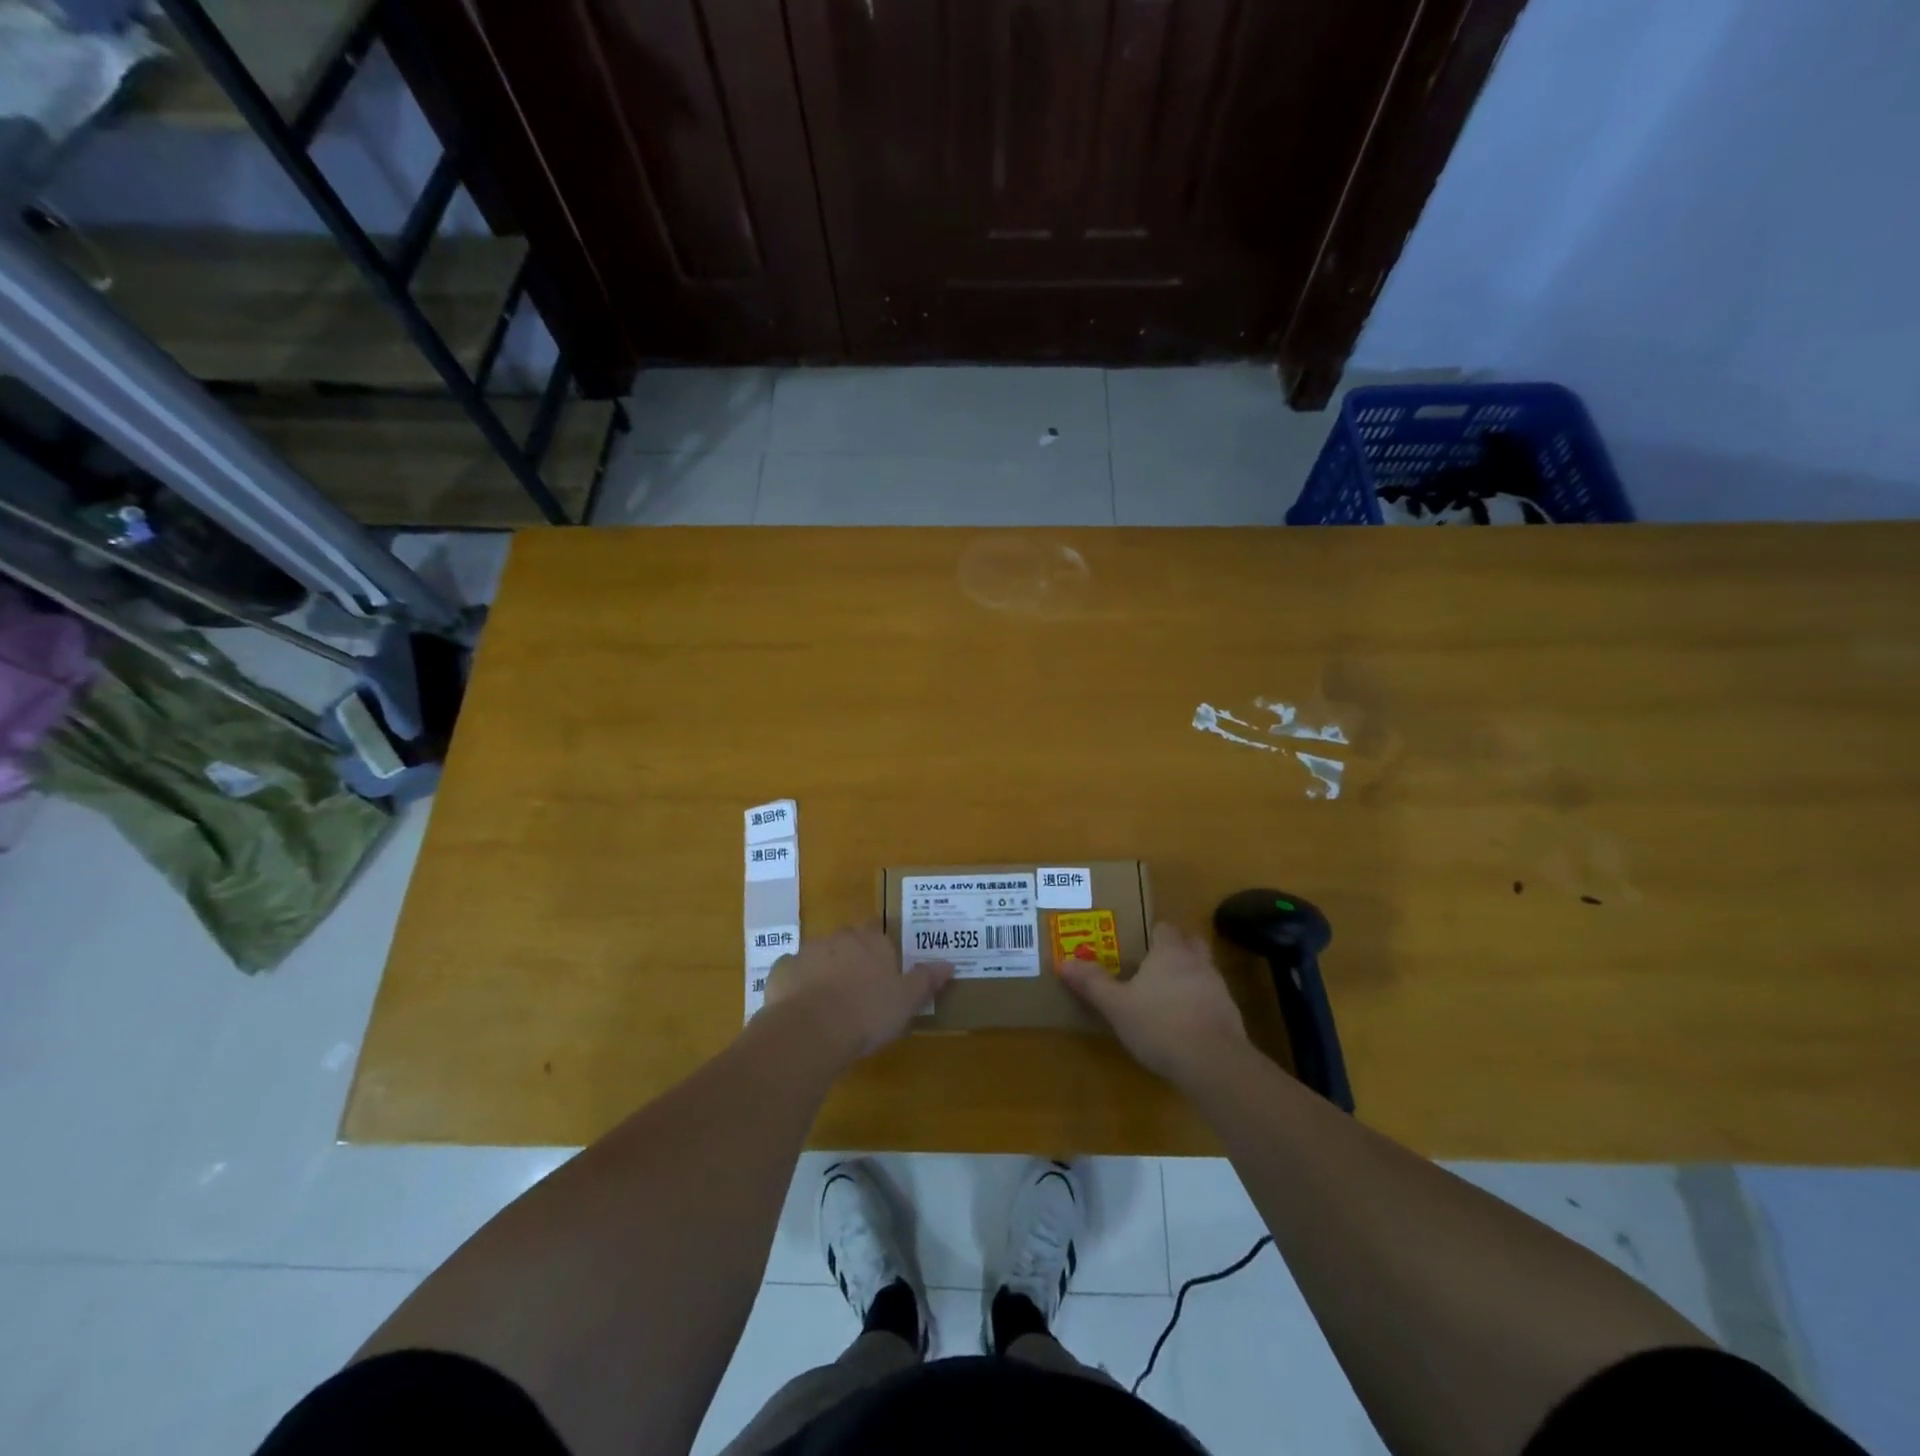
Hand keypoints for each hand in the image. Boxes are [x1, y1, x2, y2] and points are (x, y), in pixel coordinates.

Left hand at [764, 922, 953, 1061]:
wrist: (811, 1029)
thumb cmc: (867, 1012)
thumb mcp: (907, 1000)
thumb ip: (926, 980)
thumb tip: (948, 964)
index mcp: (871, 940)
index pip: (878, 932)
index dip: (880, 949)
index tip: (883, 970)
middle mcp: (839, 938)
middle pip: (848, 941)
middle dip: (852, 958)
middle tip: (859, 989)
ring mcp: (807, 952)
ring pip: (820, 956)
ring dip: (825, 971)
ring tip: (830, 1004)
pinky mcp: (782, 970)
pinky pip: (793, 974)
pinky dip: (798, 986)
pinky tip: (803, 1009)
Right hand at [1057, 921, 1247, 1082]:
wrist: (1213, 1064)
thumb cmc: (1159, 1025)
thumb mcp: (1116, 1006)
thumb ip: (1092, 983)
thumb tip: (1063, 962)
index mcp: (1169, 952)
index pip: (1164, 928)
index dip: (1153, 933)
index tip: (1139, 945)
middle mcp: (1197, 962)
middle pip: (1191, 942)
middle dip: (1177, 948)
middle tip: (1156, 964)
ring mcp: (1218, 988)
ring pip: (1204, 970)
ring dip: (1190, 977)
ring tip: (1168, 996)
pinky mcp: (1231, 1016)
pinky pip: (1213, 1000)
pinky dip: (1200, 1004)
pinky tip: (1186, 1024)